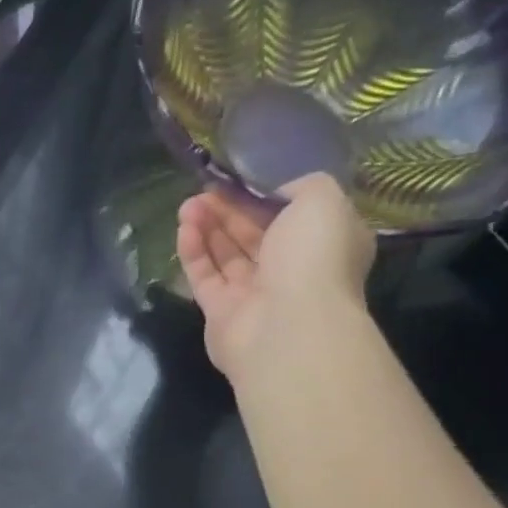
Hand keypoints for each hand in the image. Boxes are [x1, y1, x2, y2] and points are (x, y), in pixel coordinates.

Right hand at [175, 173, 375, 381]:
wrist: (288, 327)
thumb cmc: (314, 258)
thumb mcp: (323, 201)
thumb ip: (303, 187)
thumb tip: (277, 195)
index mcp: (323, 244)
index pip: (290, 215)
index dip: (261, 196)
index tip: (236, 180)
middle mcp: (291, 270)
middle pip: (253, 234)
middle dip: (228, 211)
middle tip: (203, 190)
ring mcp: (255, 294)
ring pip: (226, 254)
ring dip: (207, 227)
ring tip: (187, 205)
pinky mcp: (221, 313)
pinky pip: (205, 277)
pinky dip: (194, 253)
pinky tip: (184, 229)